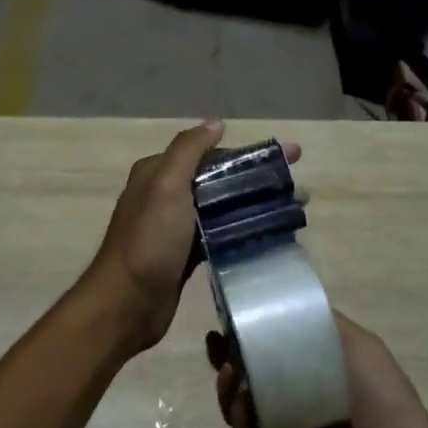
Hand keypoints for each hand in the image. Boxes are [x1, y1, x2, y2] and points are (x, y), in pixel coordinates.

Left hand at [86, 121, 301, 354]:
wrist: (128, 303)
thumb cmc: (149, 240)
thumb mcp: (166, 185)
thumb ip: (188, 150)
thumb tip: (215, 123)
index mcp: (159, 173)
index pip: (210, 154)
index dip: (249, 153)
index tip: (289, 156)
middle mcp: (166, 195)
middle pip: (219, 180)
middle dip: (257, 179)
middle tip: (298, 186)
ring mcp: (176, 227)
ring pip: (222, 207)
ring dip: (254, 205)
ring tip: (293, 209)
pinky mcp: (186, 254)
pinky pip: (220, 234)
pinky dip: (242, 230)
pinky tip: (269, 234)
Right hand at [209, 310, 427, 427]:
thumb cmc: (379, 394)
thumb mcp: (357, 342)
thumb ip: (322, 320)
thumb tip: (287, 298)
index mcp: (307, 368)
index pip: (266, 347)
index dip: (244, 333)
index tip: (226, 318)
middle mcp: (288, 395)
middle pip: (244, 374)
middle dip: (225, 358)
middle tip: (218, 345)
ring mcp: (277, 426)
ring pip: (237, 403)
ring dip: (227, 386)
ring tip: (230, 373)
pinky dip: (239, 420)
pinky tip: (243, 406)